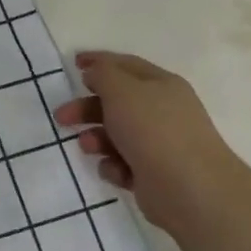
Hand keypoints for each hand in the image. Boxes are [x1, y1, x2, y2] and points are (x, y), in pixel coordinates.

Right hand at [52, 51, 240, 230]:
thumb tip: (95, 72)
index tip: (73, 63)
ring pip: (116, 134)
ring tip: (88, 147)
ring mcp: (159, 144)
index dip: (99, 62)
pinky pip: (123, 163)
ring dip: (96, 138)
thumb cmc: (153, 130)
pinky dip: (114, 165)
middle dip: (87, 108)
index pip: (126, 66)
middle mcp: (162, 111)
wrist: (189, 189)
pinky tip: (117, 171)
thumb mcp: (122, 91)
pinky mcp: (153, 174)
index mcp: (161, 85)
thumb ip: (103, 74)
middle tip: (61, 117)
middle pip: (116, 102)